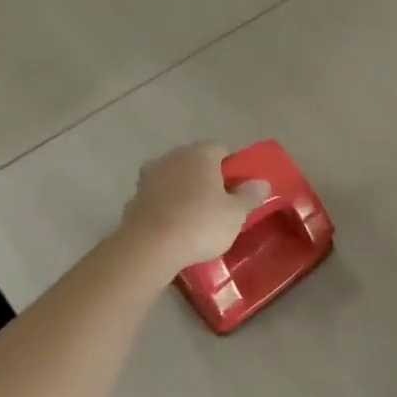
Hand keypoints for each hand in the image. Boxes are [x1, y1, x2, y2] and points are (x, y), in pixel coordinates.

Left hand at [120, 142, 268, 270]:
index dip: (232, 167)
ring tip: (194, 217)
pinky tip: (173, 227)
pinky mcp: (134, 198)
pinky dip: (166, 206)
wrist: (149, 247)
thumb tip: (262, 182)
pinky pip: (158, 197)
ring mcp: (149, 176)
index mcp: (200, 154)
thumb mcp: (235, 214)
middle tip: (219, 203)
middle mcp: (173, 157)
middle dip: (207, 178)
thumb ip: (250, 196)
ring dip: (184, 191)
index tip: (238, 188)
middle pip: (196, 162)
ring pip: (174, 178)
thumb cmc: (200, 224)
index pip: (221, 149)